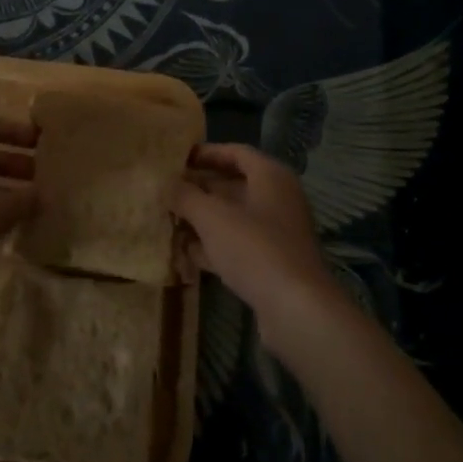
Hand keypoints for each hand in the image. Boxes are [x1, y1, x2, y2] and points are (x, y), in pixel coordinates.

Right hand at [170, 144, 340, 340]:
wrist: (296, 309)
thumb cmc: (255, 248)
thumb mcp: (212, 217)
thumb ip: (186, 196)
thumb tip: (166, 184)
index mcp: (270, 176)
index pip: (235, 152)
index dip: (205, 153)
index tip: (176, 159)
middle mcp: (277, 198)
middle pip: (233, 185)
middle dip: (199, 189)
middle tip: (166, 192)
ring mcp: (276, 233)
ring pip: (233, 217)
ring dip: (202, 219)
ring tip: (168, 220)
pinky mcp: (271, 263)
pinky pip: (237, 245)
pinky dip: (213, 246)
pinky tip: (184, 253)